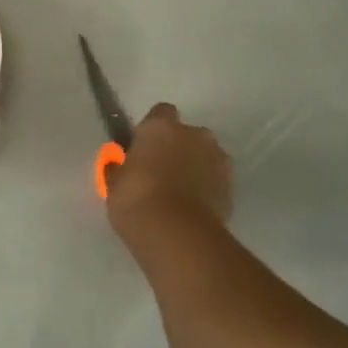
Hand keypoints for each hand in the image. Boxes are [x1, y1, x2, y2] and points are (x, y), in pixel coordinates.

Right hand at [106, 103, 231, 237]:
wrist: (178, 234)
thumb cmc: (136, 200)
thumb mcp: (115, 183)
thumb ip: (121, 167)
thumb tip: (122, 164)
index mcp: (161, 127)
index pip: (160, 113)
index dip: (152, 130)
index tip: (142, 148)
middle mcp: (194, 134)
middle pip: (187, 134)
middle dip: (177, 148)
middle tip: (160, 173)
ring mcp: (218, 158)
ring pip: (204, 156)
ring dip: (194, 167)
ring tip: (178, 194)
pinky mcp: (232, 185)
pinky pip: (214, 179)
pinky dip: (206, 188)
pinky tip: (191, 208)